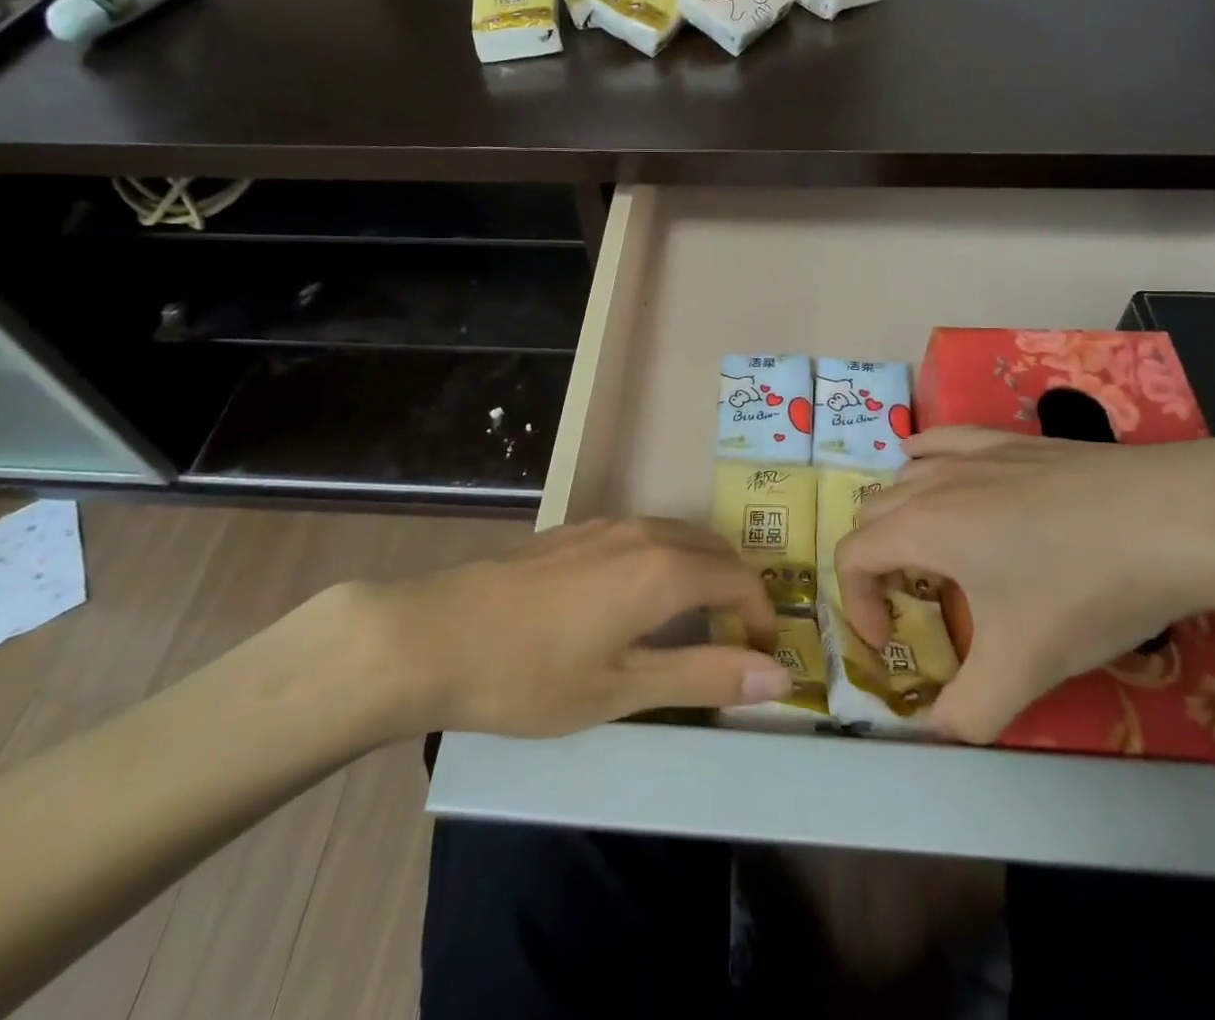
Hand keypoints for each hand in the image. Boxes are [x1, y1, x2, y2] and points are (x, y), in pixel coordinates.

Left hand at [353, 517, 791, 738]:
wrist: (433, 635)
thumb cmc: (531, 676)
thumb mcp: (622, 689)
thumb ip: (704, 675)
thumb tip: (780, 677)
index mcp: (663, 570)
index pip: (741, 581)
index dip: (762, 619)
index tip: (761, 662)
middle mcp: (644, 534)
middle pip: (716, 551)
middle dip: (738, 594)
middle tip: (733, 648)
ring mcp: (606, 525)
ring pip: (680, 537)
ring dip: (703, 574)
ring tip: (692, 626)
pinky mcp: (577, 529)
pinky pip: (645, 535)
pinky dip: (667, 562)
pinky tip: (637, 601)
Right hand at [834, 427, 1214, 742]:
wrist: (1173, 519)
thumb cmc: (1084, 588)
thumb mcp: (1025, 667)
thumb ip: (970, 712)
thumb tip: (939, 731)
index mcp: (922, 529)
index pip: (852, 556)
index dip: (856, 603)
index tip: (890, 641)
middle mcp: (934, 482)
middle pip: (871, 513)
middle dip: (875, 562)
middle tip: (910, 603)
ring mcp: (973, 454)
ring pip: (905, 475)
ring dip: (898, 515)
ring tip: (927, 550)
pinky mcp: (1010, 441)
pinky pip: (945, 440)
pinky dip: (925, 457)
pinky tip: (935, 466)